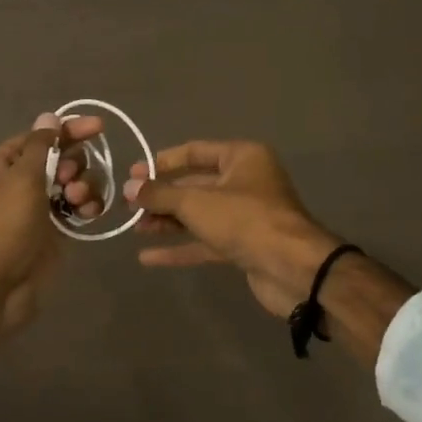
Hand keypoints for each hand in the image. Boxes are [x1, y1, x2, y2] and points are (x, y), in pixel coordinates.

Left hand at [0, 112, 103, 381]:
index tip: (100, 128)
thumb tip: (49, 117)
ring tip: (78, 201)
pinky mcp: (53, 235)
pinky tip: (90, 214)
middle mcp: (19, 183)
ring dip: (83, 186)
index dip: (70, 130)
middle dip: (74, 164)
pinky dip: (87, 207)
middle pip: (61, 159)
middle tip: (68, 181)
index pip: (41, 137)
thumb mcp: (19, 180)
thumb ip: (40, 147)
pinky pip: (77, 211)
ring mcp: (37, 210)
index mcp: (1, 164)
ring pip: (73, 185)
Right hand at [124, 141, 341, 317]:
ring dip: (167, 221)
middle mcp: (246, 182)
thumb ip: (160, 195)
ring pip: (199, 215)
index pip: (195, 152)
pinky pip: (206, 242)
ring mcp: (246, 216)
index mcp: (242, 158)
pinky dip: (180, 247)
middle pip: (195, 185)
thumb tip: (129, 187)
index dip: (162, 162)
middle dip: (162, 196)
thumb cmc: (245, 220)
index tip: (133, 174)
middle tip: (128, 204)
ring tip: (134, 227)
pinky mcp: (244, 246)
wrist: (293, 269)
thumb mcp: (196, 202)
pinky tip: (148, 257)